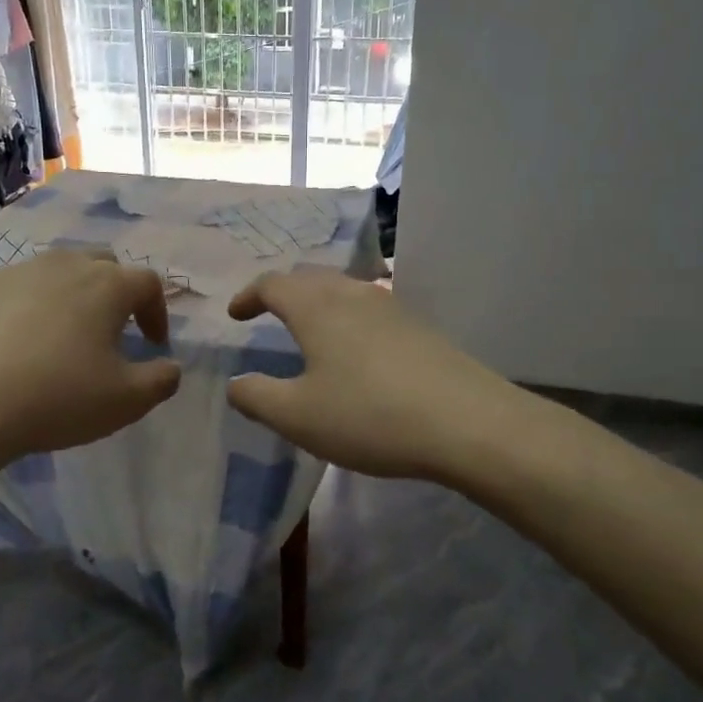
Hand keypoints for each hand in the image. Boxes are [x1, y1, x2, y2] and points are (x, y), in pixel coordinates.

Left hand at [0, 251, 181, 477]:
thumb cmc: (54, 399)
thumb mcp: (125, 402)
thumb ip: (161, 380)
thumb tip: (171, 367)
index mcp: (106, 286)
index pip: (148, 284)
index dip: (157, 312)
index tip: (153, 344)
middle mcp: (63, 265)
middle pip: (102, 264)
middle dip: (116, 292)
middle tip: (112, 329)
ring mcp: (14, 271)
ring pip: (54, 271)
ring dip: (69, 295)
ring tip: (61, 334)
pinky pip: (12, 289)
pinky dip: (24, 307)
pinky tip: (11, 343)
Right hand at [226, 268, 515, 480]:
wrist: (467, 423)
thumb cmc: (369, 416)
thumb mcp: (298, 416)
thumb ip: (257, 397)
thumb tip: (236, 384)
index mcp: (317, 308)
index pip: (273, 284)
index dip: (249, 295)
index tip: (235, 315)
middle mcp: (353, 295)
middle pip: (310, 278)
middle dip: (284, 292)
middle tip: (269, 313)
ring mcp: (392, 307)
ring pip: (344, 290)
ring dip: (319, 303)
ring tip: (311, 329)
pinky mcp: (420, 327)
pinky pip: (371, 309)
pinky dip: (348, 318)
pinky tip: (357, 349)